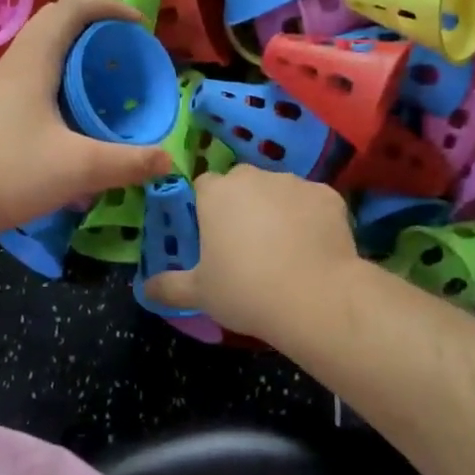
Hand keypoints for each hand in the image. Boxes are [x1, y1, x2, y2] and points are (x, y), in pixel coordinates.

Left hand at [0, 0, 172, 244]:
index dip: (109, 6)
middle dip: (95, 26)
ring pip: (43, 51)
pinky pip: (35, 76)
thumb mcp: (80, 168)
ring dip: (77, 53)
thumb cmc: (10, 173)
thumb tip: (168, 159)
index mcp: (34, 60)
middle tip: (126, 49)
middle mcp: (15, 63)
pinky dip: (62, 79)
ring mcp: (1, 87)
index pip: (72, 8)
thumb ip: (129, 162)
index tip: (140, 25)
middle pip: (56, 23)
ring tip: (106, 78)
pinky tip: (76, 113)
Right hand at [143, 166, 359, 337]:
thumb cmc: (245, 290)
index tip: (211, 236)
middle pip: (242, 183)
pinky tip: (313, 247)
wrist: (315, 297)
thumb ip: (168, 286)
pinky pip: (311, 202)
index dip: (206, 208)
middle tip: (246, 244)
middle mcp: (254, 177)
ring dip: (276, 209)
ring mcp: (294, 182)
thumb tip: (145, 288)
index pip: (204, 186)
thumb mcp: (199, 293)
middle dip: (242, 205)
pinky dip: (310, 218)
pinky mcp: (328, 195)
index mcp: (217, 193)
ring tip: (284, 248)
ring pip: (278, 190)